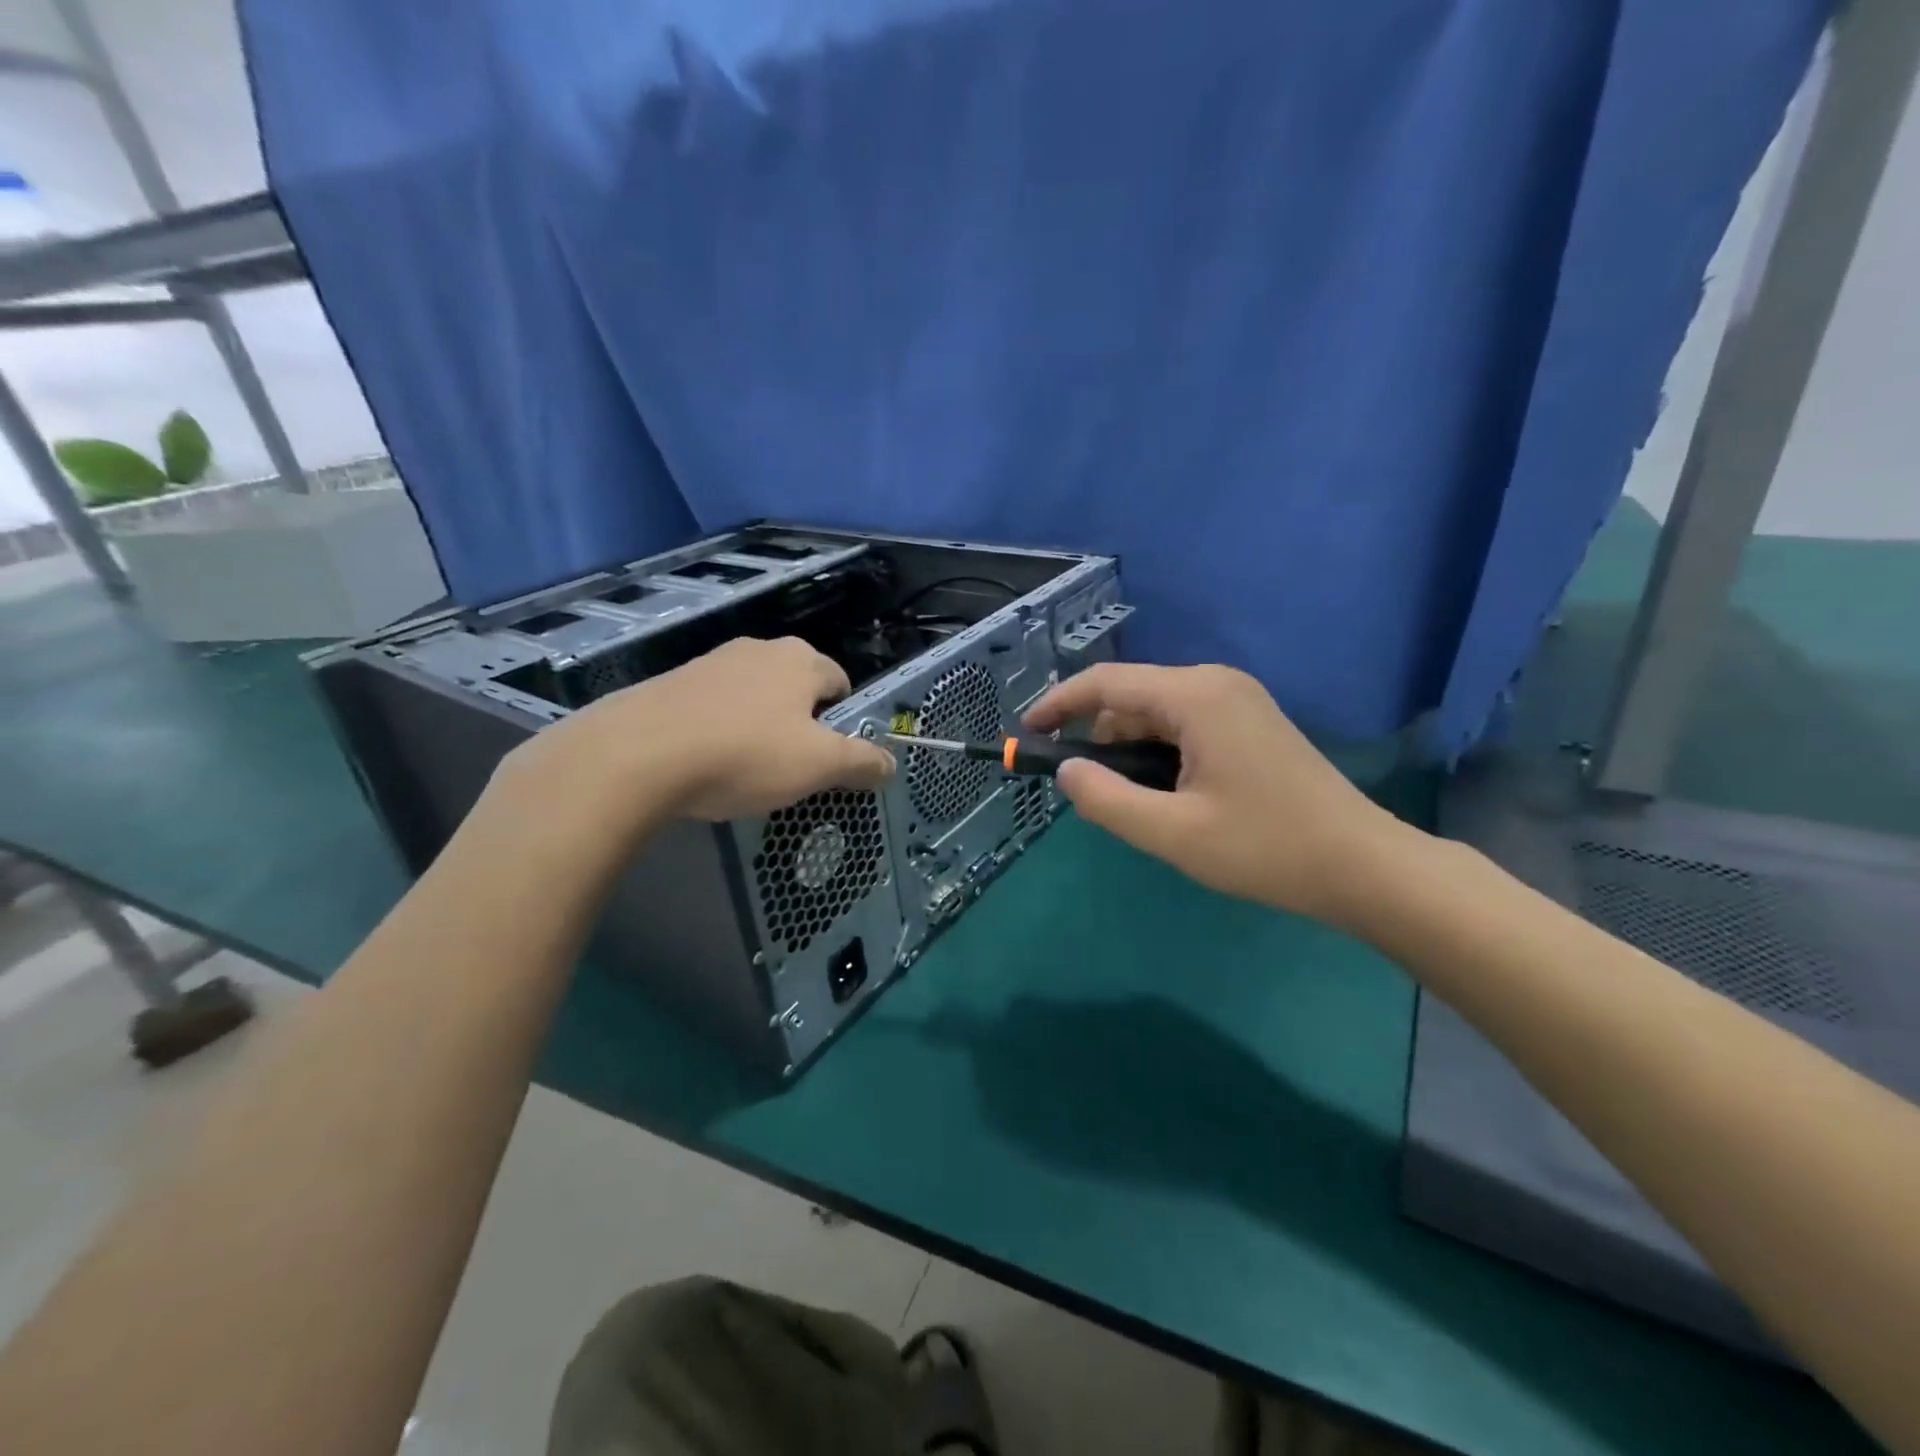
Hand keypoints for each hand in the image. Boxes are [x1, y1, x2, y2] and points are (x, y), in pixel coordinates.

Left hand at [493, 637, 894, 835]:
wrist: (637, 755)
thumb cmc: (744, 754)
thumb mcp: (818, 765)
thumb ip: (862, 762)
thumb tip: (891, 764)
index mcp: (800, 660)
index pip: (840, 682)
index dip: (842, 721)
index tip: (827, 757)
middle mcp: (758, 648)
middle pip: (796, 687)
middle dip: (799, 722)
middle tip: (789, 766)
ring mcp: (710, 661)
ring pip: (752, 696)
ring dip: (757, 726)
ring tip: (743, 769)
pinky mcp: (671, 682)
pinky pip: (712, 706)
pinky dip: (717, 730)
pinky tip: (703, 763)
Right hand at [1024, 663, 1418, 925]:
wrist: (1362, 865)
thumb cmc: (1265, 848)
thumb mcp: (1172, 833)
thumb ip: (1107, 800)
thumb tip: (1065, 771)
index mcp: (1195, 696)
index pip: (1106, 683)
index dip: (1059, 704)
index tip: (1027, 733)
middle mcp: (1215, 683)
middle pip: (1131, 697)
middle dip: (1097, 736)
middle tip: (1083, 790)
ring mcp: (1237, 699)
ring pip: (1156, 712)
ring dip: (1130, 749)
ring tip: (1129, 801)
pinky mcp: (1249, 720)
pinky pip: (1184, 724)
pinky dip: (1158, 751)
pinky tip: (1164, 793)